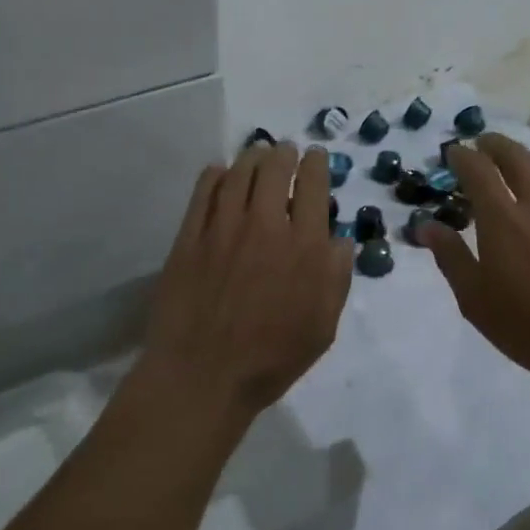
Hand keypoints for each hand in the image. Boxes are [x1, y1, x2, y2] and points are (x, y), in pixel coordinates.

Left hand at [141, 142, 353, 420]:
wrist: (203, 377)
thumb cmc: (271, 358)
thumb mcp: (323, 326)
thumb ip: (337, 276)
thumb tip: (338, 239)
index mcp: (304, 245)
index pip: (313, 184)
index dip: (315, 163)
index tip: (314, 157)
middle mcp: (265, 225)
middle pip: (275, 168)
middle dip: (284, 153)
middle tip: (285, 152)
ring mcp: (223, 227)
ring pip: (239, 172)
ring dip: (252, 157)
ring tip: (256, 155)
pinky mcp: (190, 236)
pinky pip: (204, 191)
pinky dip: (215, 174)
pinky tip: (220, 173)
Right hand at [420, 133, 529, 393]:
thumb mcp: (476, 300)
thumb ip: (450, 256)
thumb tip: (426, 226)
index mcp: (502, 218)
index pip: (478, 169)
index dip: (461, 156)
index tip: (451, 153)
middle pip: (513, 156)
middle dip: (492, 144)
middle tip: (479, 143)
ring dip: (520, 153)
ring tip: (508, 156)